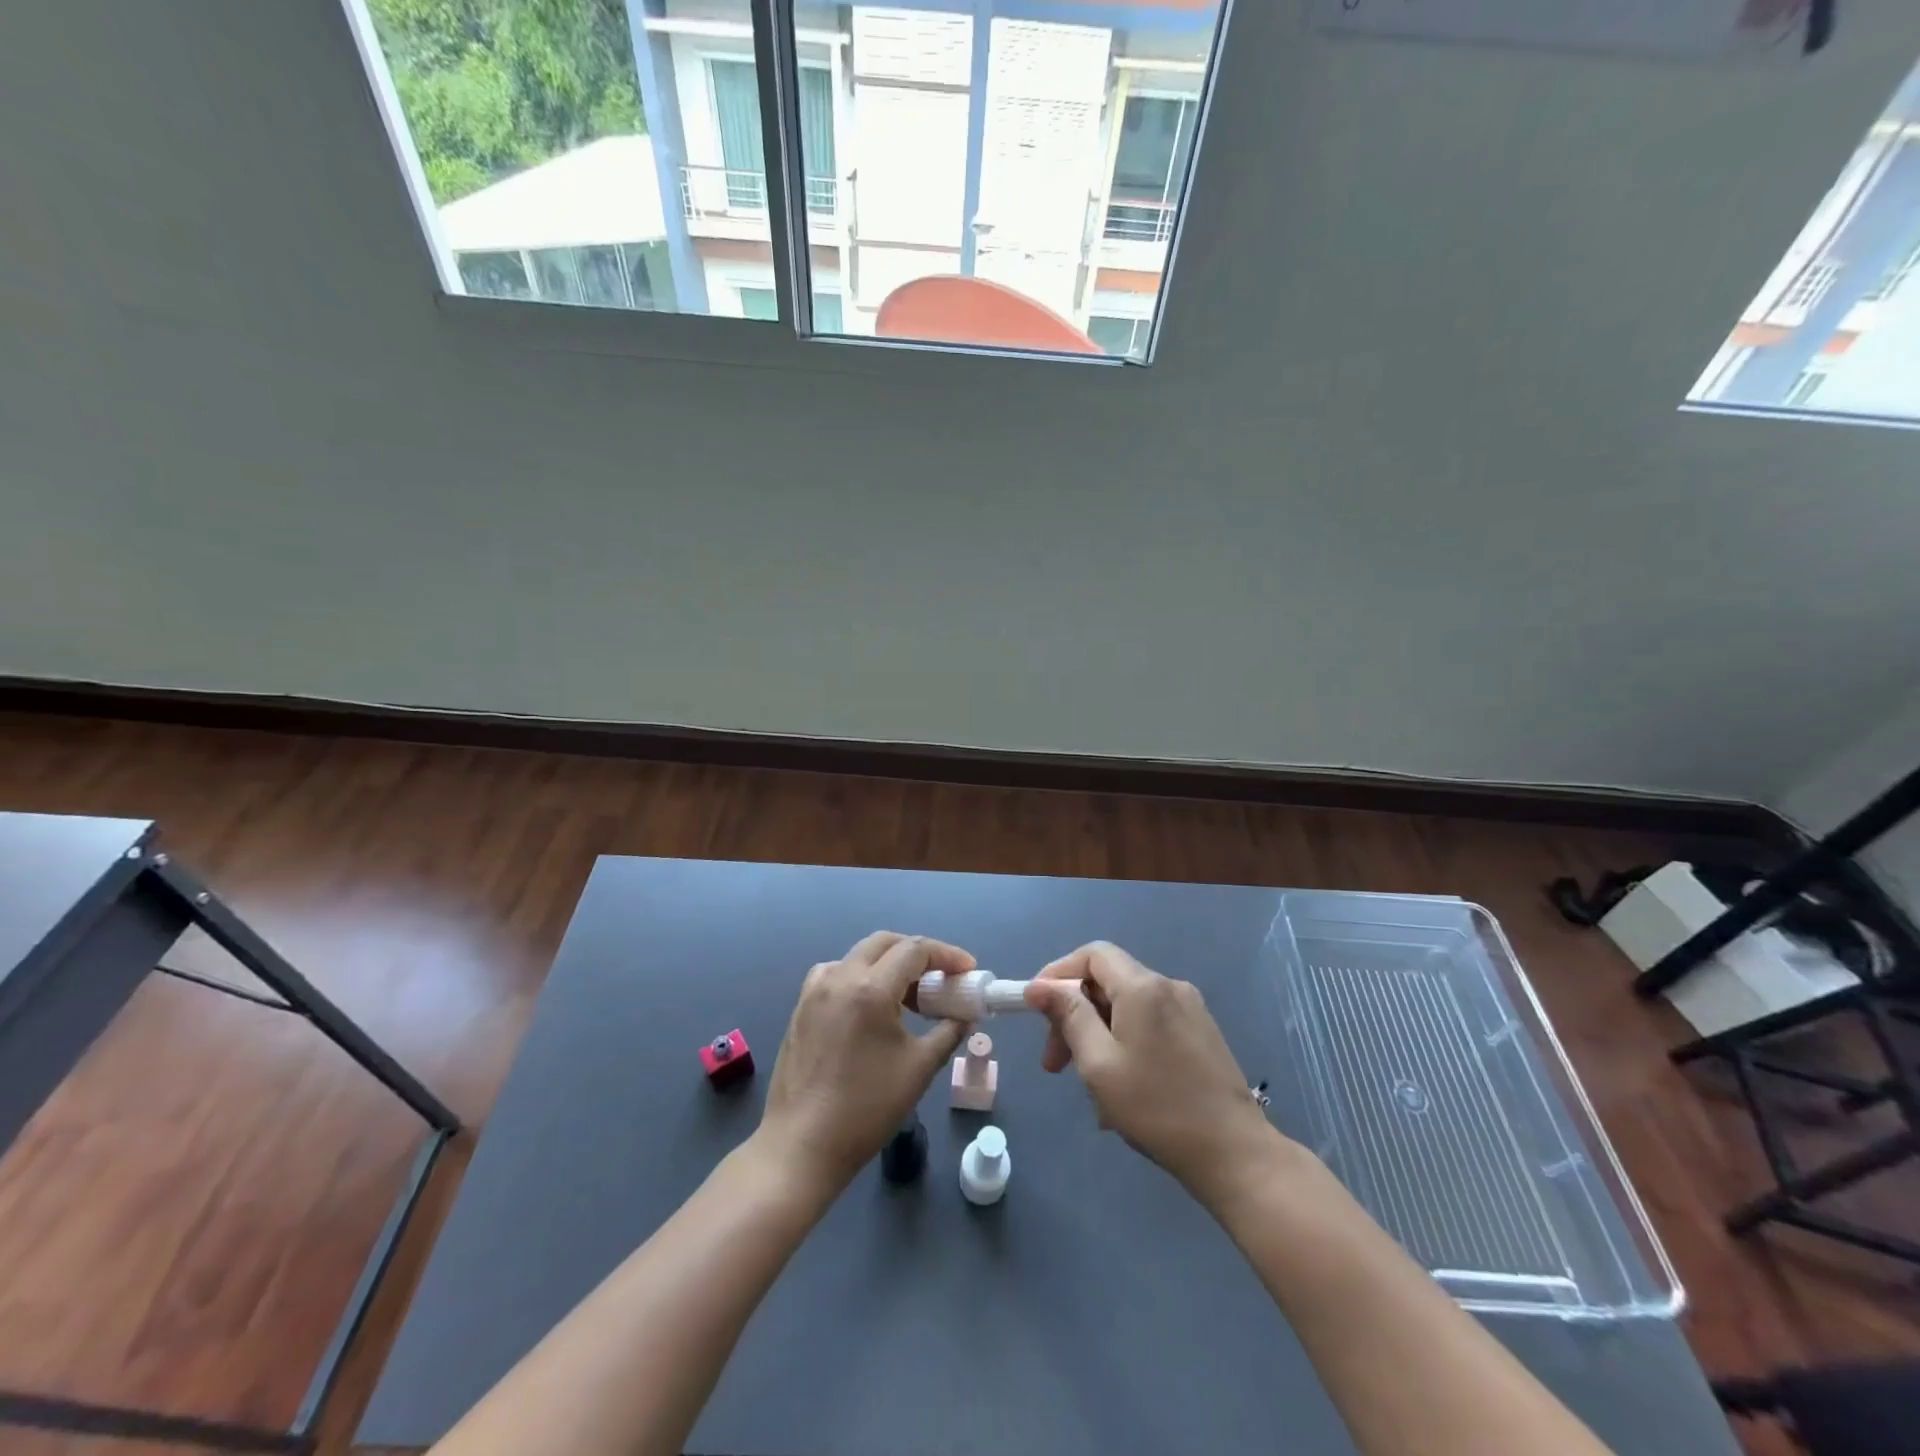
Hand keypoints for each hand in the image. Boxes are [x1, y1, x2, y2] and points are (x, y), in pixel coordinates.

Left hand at [756, 932, 971, 1192]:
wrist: (801, 1146)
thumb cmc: (866, 1109)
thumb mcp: (919, 1069)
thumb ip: (947, 1033)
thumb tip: (963, 1016)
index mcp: (871, 988)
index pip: (915, 950)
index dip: (947, 955)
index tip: (968, 971)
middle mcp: (840, 977)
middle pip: (885, 943)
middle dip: (918, 953)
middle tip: (942, 977)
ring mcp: (815, 990)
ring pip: (859, 955)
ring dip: (888, 963)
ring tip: (909, 994)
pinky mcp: (801, 1007)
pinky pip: (836, 973)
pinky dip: (861, 976)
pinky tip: (870, 1006)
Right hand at [1024, 942, 1284, 1207]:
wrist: (1234, 1153)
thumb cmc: (1157, 1108)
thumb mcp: (1099, 1063)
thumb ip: (1069, 1016)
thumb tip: (1040, 986)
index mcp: (1143, 987)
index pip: (1092, 955)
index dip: (1059, 974)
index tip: (1036, 1009)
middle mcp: (1168, 986)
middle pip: (1108, 982)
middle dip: (1075, 1014)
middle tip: (1055, 1062)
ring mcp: (1190, 1009)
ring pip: (1127, 1007)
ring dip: (1098, 1035)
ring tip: (1089, 1086)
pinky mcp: (1201, 1033)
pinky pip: (1149, 1024)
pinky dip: (1125, 1043)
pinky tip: (1120, 1088)